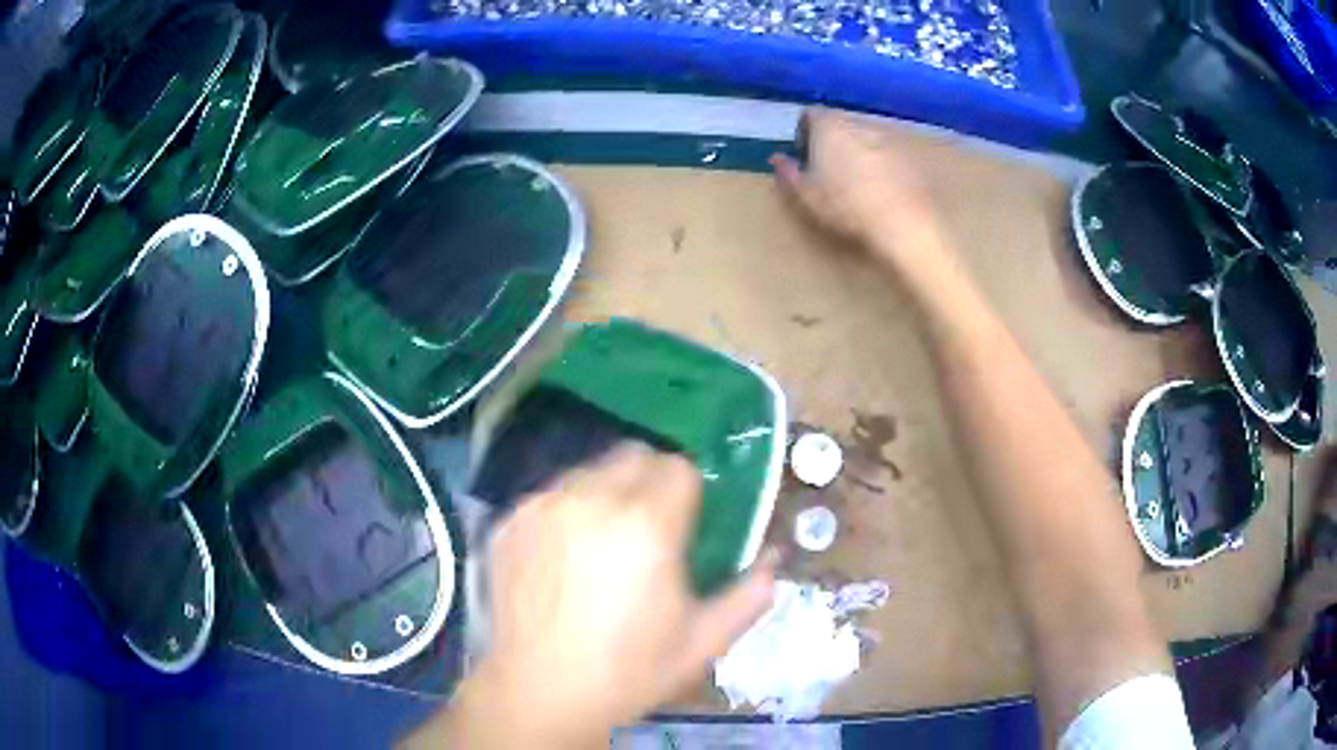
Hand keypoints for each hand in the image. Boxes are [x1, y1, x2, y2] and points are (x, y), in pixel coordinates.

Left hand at [443, 443, 777, 746]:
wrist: (539, 694)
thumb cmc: (629, 672)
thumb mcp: (704, 642)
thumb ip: (750, 593)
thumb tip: (773, 558)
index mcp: (647, 524)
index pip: (678, 466)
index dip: (689, 491)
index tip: (686, 522)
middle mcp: (590, 500)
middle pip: (633, 456)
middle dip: (650, 481)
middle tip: (649, 528)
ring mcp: (542, 507)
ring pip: (588, 471)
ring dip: (606, 492)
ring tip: (604, 541)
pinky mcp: (508, 521)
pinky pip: (549, 496)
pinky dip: (566, 511)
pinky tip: (563, 556)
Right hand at [771, 109, 950, 279]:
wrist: (903, 223)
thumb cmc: (846, 206)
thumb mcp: (806, 196)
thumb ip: (788, 173)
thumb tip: (776, 159)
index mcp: (829, 126)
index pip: (809, 115)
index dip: (803, 133)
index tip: (803, 156)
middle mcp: (858, 123)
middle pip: (839, 124)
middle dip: (832, 142)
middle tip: (828, 170)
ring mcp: (888, 138)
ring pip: (864, 139)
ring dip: (858, 153)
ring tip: (856, 182)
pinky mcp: (910, 156)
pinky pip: (888, 155)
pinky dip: (882, 165)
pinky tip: (881, 191)